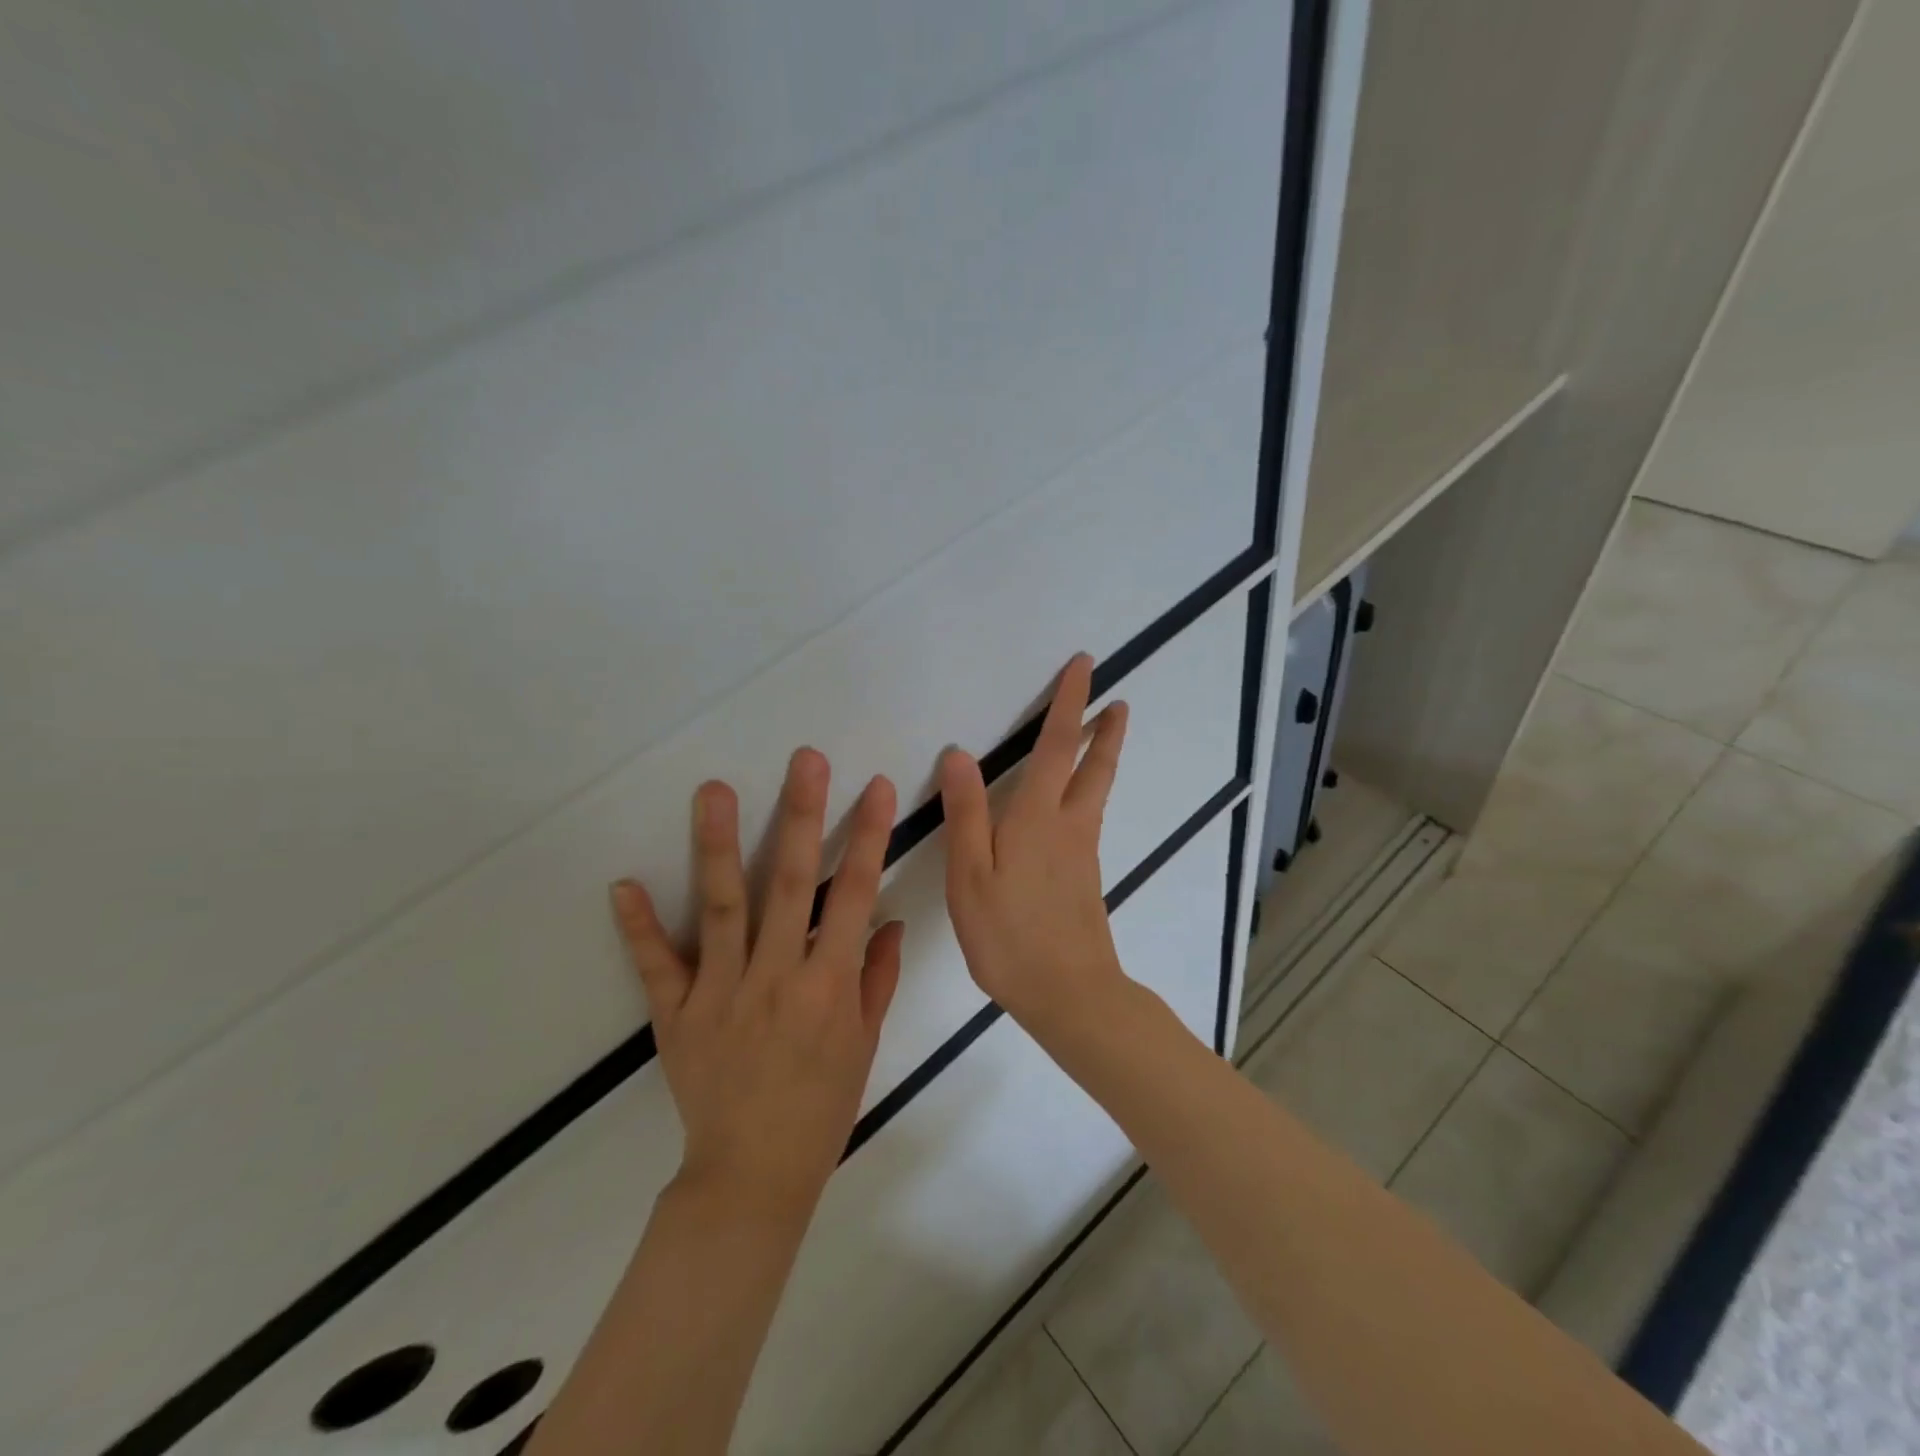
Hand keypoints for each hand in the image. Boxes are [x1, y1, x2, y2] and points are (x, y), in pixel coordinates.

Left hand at [611, 749, 903, 1214]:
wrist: (753, 1175)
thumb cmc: (821, 1106)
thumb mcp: (864, 1044)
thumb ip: (876, 978)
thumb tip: (888, 920)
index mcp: (828, 985)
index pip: (854, 895)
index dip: (868, 837)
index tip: (876, 787)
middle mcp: (776, 977)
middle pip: (789, 883)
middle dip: (801, 815)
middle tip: (804, 761)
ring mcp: (721, 993)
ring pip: (721, 906)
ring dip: (716, 844)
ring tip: (713, 789)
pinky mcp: (677, 1015)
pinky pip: (656, 966)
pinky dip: (639, 927)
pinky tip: (623, 884)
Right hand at [939, 654, 1129, 1035]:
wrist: (1070, 994)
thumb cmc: (1010, 936)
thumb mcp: (970, 877)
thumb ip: (966, 815)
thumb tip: (961, 755)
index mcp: (1037, 819)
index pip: (1056, 747)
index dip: (1069, 704)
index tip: (1086, 667)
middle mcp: (1069, 827)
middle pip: (1093, 767)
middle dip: (1103, 730)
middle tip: (1116, 701)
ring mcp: (1083, 853)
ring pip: (1096, 792)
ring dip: (1102, 758)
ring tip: (1105, 735)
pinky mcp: (1086, 878)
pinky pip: (1089, 819)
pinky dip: (1090, 792)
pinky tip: (1075, 806)